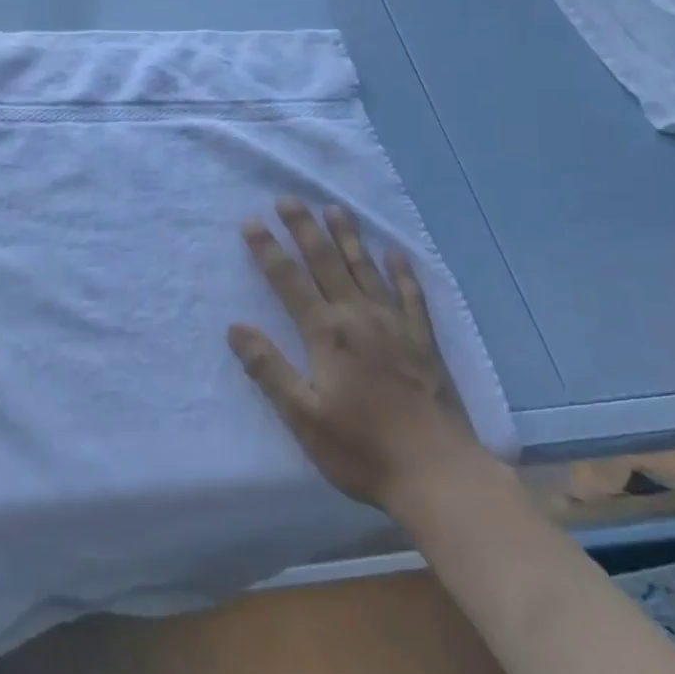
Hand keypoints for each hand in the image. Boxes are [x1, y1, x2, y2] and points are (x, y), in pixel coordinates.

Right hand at [228, 200, 483, 511]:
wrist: (439, 474)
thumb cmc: (362, 449)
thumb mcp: (302, 416)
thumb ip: (268, 369)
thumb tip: (235, 328)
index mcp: (327, 334)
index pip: (289, 281)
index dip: (268, 250)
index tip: (252, 222)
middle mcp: (359, 317)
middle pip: (326, 262)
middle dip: (304, 229)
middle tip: (288, 199)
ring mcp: (395, 325)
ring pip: (365, 269)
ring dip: (348, 237)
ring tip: (334, 208)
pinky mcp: (423, 340)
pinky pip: (411, 294)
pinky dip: (401, 272)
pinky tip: (395, 253)